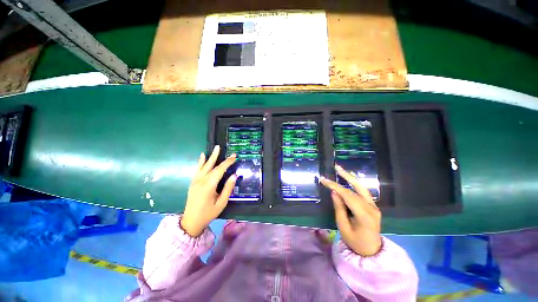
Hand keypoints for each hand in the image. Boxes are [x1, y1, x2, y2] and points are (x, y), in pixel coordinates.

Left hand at [181, 145, 236, 236]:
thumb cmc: (208, 213)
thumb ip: (228, 188)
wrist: (191, 222)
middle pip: (211, 166)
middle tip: (221, 147)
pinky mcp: (193, 183)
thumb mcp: (221, 203)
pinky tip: (202, 156)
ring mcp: (195, 181)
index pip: (219, 170)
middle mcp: (201, 181)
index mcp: (209, 186)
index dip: (227, 162)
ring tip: (214, 148)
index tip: (234, 156)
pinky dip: (200, 162)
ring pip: (203, 166)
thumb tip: (234, 175)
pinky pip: (197, 170)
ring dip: (209, 157)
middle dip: (218, 156)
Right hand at [319, 165, 381, 255]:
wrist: (371, 251)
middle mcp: (371, 208)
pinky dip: (355, 184)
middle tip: (336, 167)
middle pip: (356, 189)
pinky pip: (363, 192)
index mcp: (364, 215)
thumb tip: (334, 192)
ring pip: (361, 188)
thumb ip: (339, 208)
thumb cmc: (355, 241)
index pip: (347, 195)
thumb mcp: (343, 227)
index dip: (335, 186)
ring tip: (341, 170)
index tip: (323, 180)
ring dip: (350, 178)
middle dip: (345, 176)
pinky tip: (350, 178)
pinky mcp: (373, 206)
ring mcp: (374, 206)